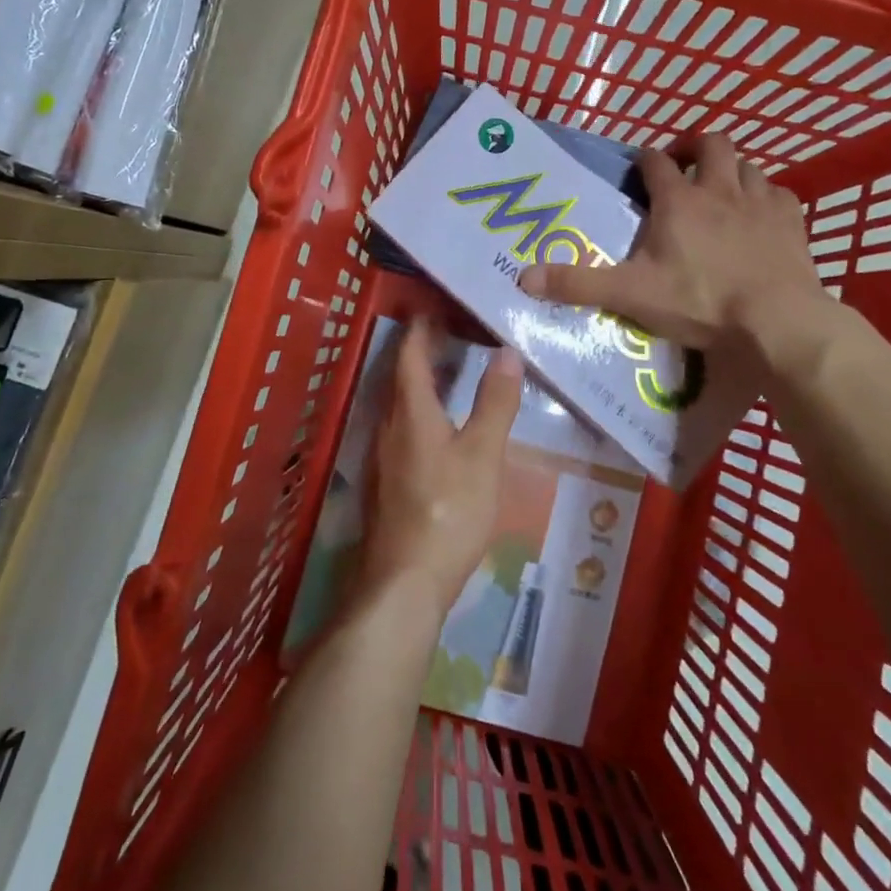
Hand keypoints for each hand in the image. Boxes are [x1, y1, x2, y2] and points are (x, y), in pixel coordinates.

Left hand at [358, 320, 523, 620]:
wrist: (404, 583)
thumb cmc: (448, 511)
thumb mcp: (483, 455)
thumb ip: (495, 403)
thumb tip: (506, 351)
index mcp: (410, 411)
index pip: (410, 355)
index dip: (421, 328)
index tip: (436, 306)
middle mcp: (389, 426)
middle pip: (402, 377)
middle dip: (423, 351)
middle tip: (453, 332)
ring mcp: (384, 457)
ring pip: (401, 405)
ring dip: (422, 382)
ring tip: (451, 372)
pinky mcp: (387, 483)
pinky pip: (403, 429)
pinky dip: (421, 411)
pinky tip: (441, 427)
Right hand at [518, 134, 842, 380]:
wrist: (776, 321)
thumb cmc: (699, 302)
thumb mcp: (629, 295)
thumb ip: (578, 284)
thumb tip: (523, 278)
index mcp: (678, 201)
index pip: (655, 161)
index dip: (644, 161)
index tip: (639, 170)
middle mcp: (719, 189)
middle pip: (712, 144)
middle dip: (696, 148)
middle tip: (685, 166)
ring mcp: (760, 202)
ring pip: (748, 165)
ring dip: (733, 171)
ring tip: (722, 190)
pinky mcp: (792, 222)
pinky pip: (780, 194)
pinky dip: (767, 198)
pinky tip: (761, 215)